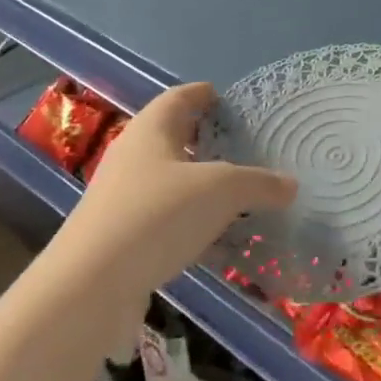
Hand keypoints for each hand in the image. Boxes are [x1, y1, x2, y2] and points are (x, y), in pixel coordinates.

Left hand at [65, 82, 295, 302]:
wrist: (90, 286)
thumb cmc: (157, 215)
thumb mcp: (220, 191)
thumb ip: (258, 183)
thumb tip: (290, 184)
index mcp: (151, 129)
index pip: (180, 97)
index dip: (205, 94)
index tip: (229, 100)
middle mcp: (133, 156)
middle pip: (175, 139)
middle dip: (208, 142)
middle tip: (246, 149)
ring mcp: (123, 198)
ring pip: (172, 182)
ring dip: (203, 187)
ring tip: (241, 197)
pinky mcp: (122, 237)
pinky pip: (166, 220)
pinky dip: (193, 223)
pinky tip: (219, 242)